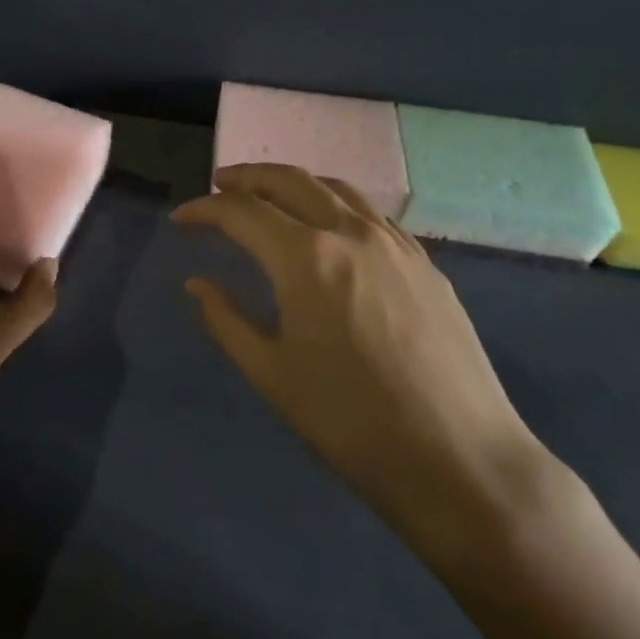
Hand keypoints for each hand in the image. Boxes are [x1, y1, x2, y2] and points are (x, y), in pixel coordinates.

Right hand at [171, 164, 551, 570]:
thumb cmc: (350, 422)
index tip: (181, 217)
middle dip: (246, 178)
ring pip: (334, 187)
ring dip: (292, 182)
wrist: (458, 460)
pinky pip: (369, 212)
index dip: (204, 209)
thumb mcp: (271, 374)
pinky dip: (334, 202)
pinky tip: (328, 225)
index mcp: (305, 257)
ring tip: (268, 194)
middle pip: (288, 180)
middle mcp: (349, 232)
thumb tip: (197, 284)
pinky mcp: (424, 261)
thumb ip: (226, 320)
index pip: (241, 212)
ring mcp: (393, 242)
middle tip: (218, 185)